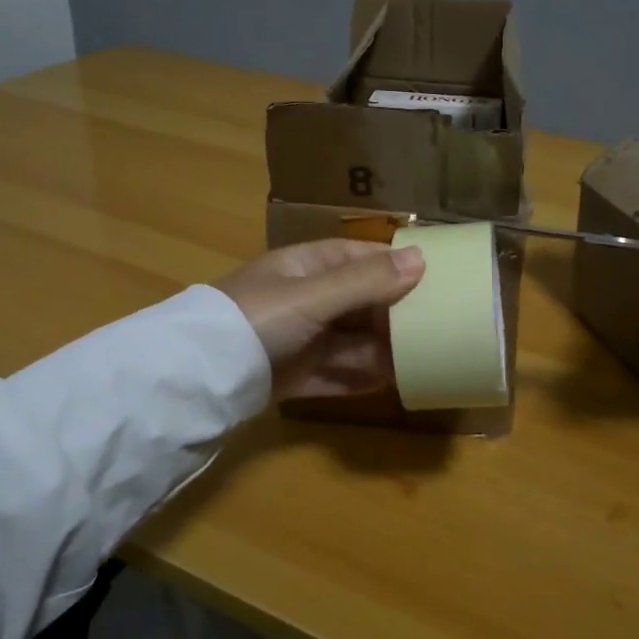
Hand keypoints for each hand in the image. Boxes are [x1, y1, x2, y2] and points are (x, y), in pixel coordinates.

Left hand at [215, 239, 425, 399]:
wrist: (198, 379)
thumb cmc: (258, 319)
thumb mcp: (313, 295)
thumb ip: (366, 280)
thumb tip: (422, 258)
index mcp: (305, 267)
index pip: (358, 255)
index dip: (393, 262)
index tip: (434, 273)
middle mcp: (304, 299)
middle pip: (359, 301)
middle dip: (394, 312)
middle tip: (440, 323)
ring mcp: (299, 339)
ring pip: (351, 340)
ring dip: (383, 349)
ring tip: (425, 358)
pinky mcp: (294, 376)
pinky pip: (337, 373)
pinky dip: (361, 377)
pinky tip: (392, 383)